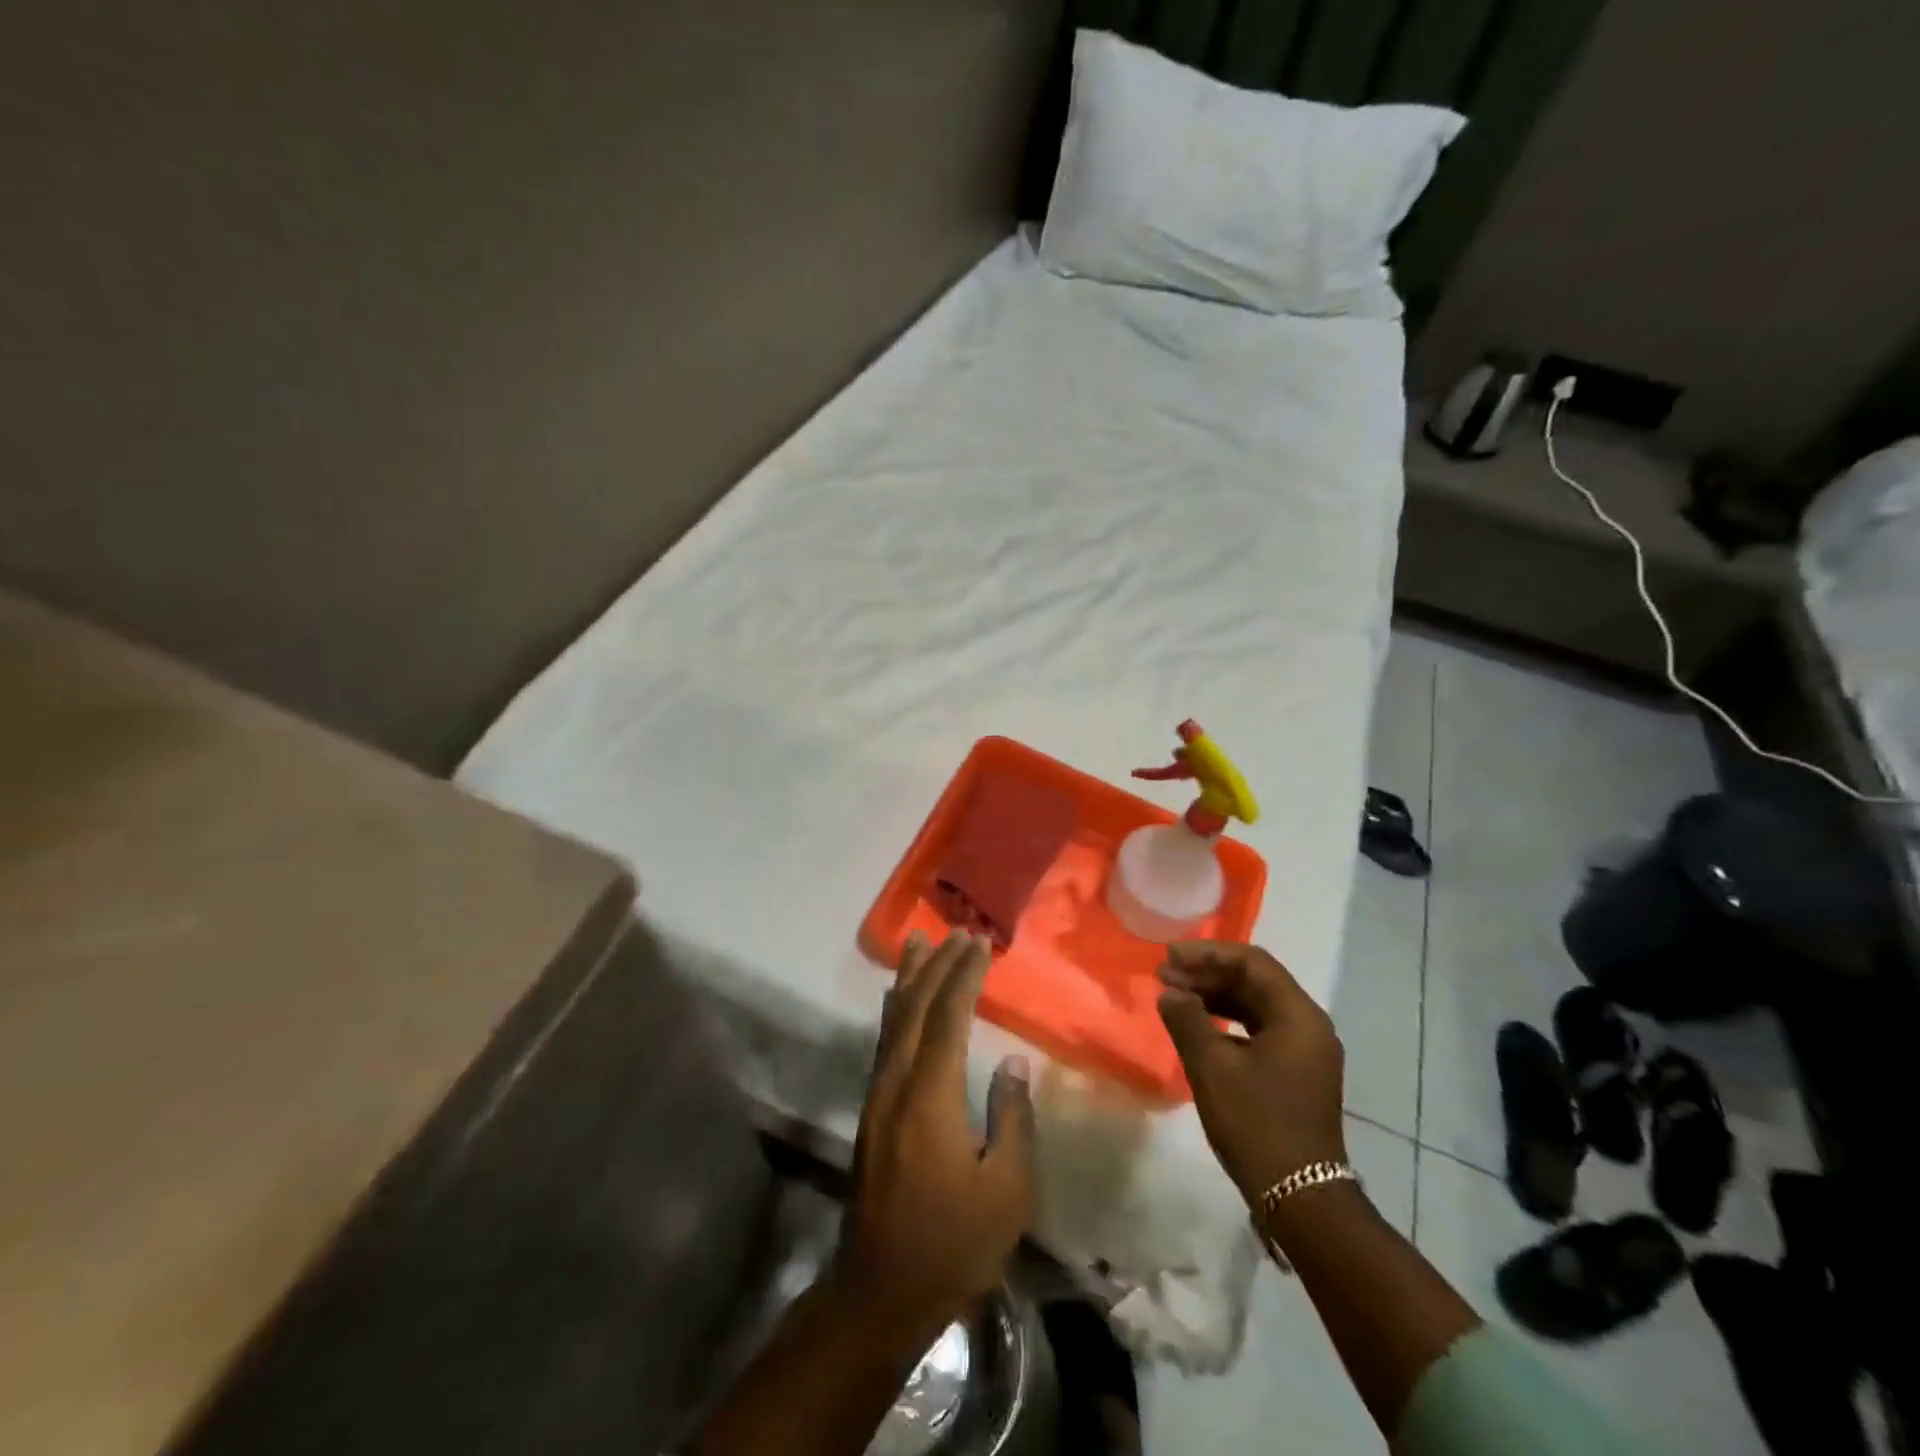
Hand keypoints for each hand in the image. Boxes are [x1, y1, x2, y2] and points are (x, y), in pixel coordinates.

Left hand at [834, 930, 1035, 1346]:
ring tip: (919, 942)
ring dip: (909, 978)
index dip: (963, 976)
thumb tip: (1013, 1063)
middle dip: (938, 966)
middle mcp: (896, 1083)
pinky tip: (898, 1000)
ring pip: (892, 1020)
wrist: (879, 1291)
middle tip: (958, 932)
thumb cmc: (953, 1244)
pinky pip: (884, 1041)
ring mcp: (877, 1096)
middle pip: (915, 1008)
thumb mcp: (1006, 1191)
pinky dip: (895, 1009)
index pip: (948, 1018)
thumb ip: (1011, 1118)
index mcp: (930, 1096)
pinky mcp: (871, 1111)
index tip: (980, 943)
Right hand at [1156, 941, 1347, 1205]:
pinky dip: (1227, 1021)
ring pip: (1256, 1005)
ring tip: (1174, 996)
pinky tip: (1198, 1026)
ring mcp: (1305, 1052)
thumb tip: (1170, 993)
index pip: (1252, 962)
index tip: (1169, 956)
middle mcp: (1308, 1026)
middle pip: (1255, 981)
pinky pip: (1258, 1030)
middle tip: (1165, 975)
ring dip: (1215, 996)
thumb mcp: (1212, 1067)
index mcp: (1298, 1016)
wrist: (1300, 1199)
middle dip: (1208, 973)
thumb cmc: (1257, 1124)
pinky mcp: (1295, 1073)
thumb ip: (1187, 1020)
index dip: (1207, 953)